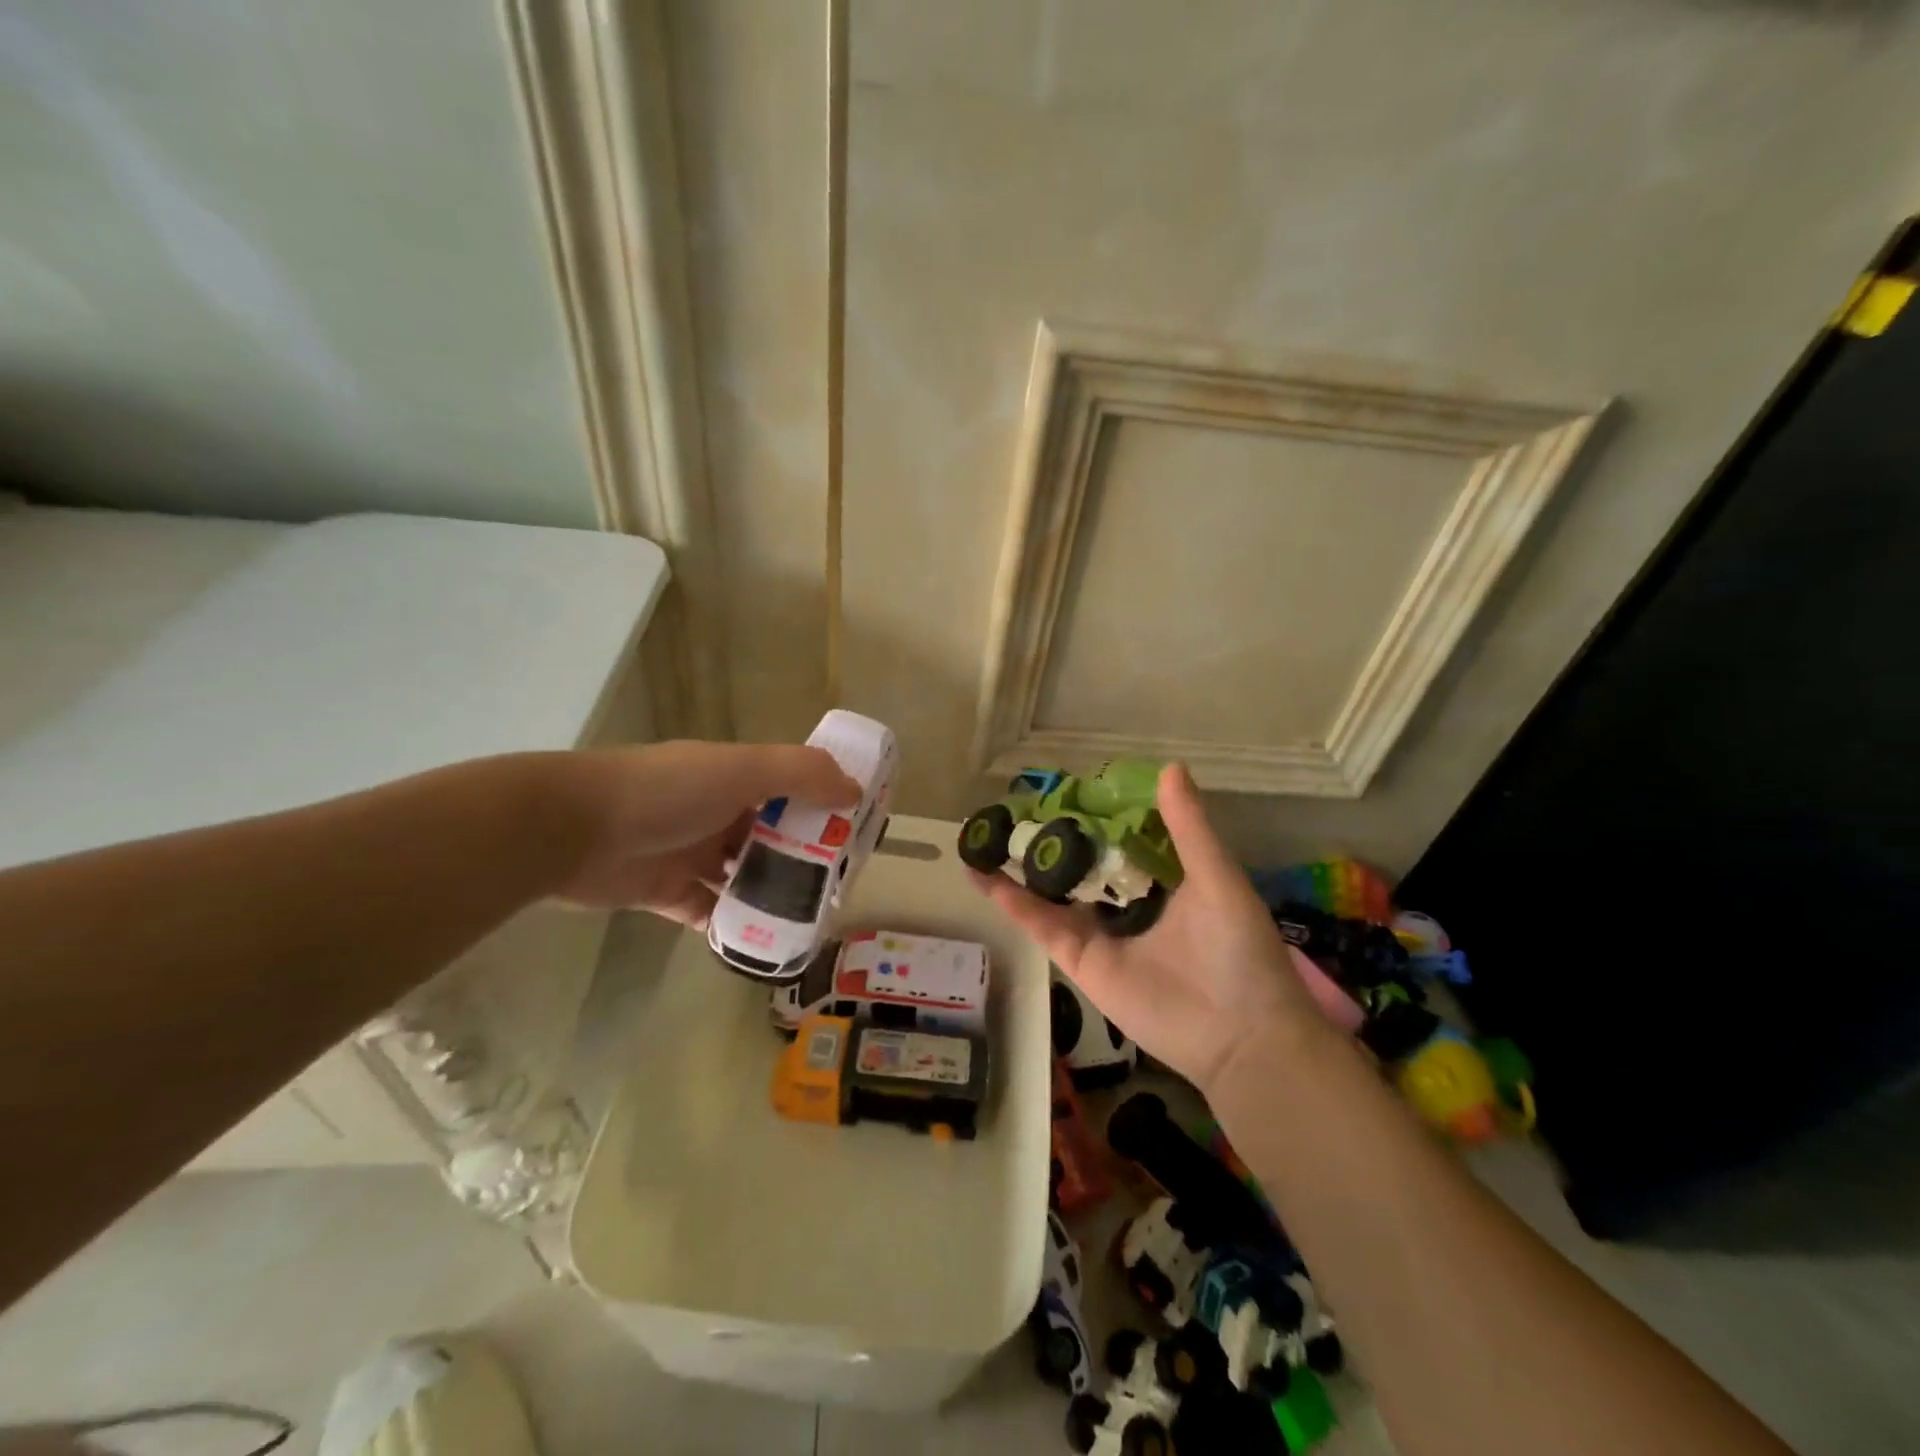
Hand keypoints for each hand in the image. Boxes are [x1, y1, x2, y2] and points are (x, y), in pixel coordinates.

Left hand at [548, 741, 859, 923]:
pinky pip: (708, 911)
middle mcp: (715, 811)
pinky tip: (762, 943)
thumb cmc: (666, 792)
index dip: (823, 805)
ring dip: (771, 894)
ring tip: (810, 919)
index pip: (790, 787)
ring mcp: (689, 853)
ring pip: (742, 875)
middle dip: (803, 857)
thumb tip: (854, 789)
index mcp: (733, 777)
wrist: (571, 830)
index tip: (856, 830)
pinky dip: (731, 925)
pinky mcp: (665, 892)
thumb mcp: (741, 770)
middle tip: (838, 885)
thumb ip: (800, 773)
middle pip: (771, 834)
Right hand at [972, 763, 1335, 1093]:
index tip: (1064, 784)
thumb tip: (1169, 766)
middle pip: (1079, 863)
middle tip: (1013, 806)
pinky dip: (1014, 903)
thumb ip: (1188, 828)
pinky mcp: (1081, 961)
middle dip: (1049, 838)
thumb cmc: (1238, 949)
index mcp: (1162, 878)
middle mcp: (1126, 902)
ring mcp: (1100, 932)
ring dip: (1019, 867)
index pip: (1119, 836)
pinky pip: (1043, 926)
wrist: (1239, 1035)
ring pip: (1052, 893)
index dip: (1093, 811)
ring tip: (984, 836)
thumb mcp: (1216, 878)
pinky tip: (985, 876)